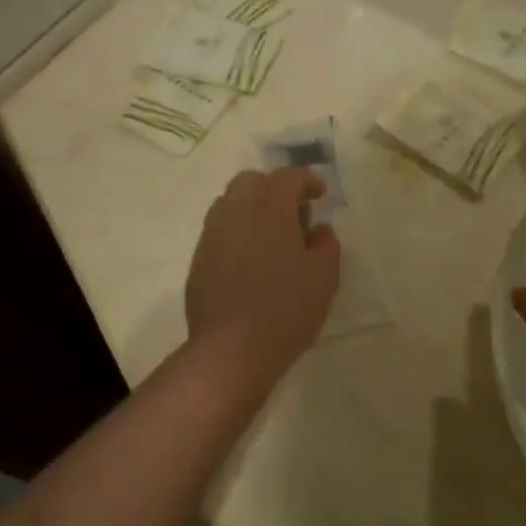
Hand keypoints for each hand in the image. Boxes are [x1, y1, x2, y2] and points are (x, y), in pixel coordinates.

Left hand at [186, 168, 340, 381]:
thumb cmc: (286, 308)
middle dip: (274, 189)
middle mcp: (236, 210)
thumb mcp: (324, 277)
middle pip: (252, 181)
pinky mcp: (199, 258)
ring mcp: (212, 233)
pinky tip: (250, 261)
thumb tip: (319, 230)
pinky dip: (237, 232)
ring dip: (252, 208)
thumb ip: (326, 245)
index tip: (320, 195)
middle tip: (294, 214)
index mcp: (270, 206)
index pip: (289, 177)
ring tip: (271, 236)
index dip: (307, 181)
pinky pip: (220, 230)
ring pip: (231, 203)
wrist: (231, 348)